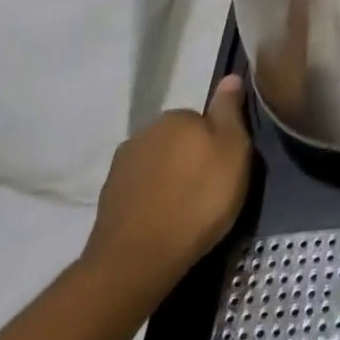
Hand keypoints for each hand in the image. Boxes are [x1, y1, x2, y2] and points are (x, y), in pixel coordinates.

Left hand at [80, 75, 253, 302]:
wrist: (136, 262)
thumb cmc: (197, 200)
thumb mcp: (233, 150)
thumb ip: (230, 111)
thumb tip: (230, 77)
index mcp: (175, 116)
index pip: (202, 119)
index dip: (216, 142)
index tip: (225, 167)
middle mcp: (144, 133)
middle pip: (177, 140)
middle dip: (190, 159)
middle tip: (208, 190)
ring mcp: (120, 168)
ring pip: (157, 166)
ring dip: (169, 180)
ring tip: (185, 211)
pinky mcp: (107, 202)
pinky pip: (140, 192)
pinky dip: (151, 202)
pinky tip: (163, 224)